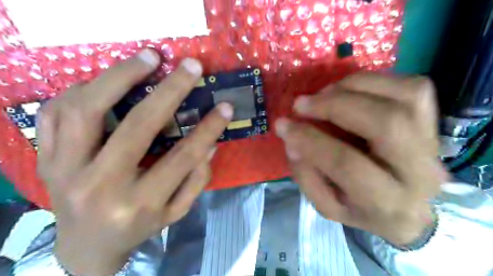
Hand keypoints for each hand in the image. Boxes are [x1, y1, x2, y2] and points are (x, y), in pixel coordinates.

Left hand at [36, 50, 232, 275]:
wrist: (85, 246)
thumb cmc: (138, 227)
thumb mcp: (175, 213)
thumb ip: (195, 181)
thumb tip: (209, 144)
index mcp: (139, 203)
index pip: (183, 157)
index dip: (209, 129)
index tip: (226, 106)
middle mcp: (100, 185)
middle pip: (138, 126)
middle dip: (171, 91)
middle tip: (190, 66)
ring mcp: (65, 169)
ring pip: (87, 109)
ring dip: (121, 76)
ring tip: (148, 57)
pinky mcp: (45, 159)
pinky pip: (56, 113)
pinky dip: (83, 88)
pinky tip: (107, 80)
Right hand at [276, 73, 449, 245]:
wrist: (410, 209)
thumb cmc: (363, 210)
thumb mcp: (328, 206)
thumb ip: (307, 176)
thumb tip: (292, 139)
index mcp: (386, 202)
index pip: (347, 164)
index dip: (310, 140)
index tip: (284, 125)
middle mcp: (418, 171)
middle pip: (385, 122)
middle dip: (334, 106)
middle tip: (301, 104)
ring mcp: (432, 142)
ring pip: (403, 96)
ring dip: (352, 87)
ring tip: (323, 95)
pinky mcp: (434, 122)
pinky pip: (411, 86)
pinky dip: (373, 81)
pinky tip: (348, 91)